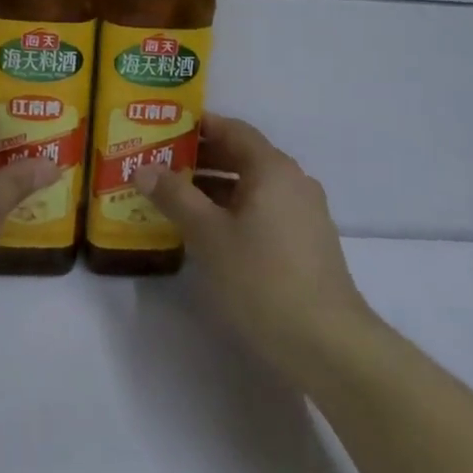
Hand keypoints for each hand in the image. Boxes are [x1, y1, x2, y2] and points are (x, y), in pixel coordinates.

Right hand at [135, 115, 374, 380]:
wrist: (329, 346)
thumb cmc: (263, 279)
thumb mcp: (208, 235)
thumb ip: (175, 196)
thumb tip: (143, 169)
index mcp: (272, 168)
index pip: (232, 129)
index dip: (198, 127)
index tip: (163, 131)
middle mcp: (293, 181)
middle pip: (242, 157)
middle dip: (201, 160)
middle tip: (160, 167)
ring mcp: (304, 213)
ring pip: (252, 187)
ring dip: (215, 189)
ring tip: (175, 201)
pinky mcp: (307, 243)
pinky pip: (264, 211)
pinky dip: (234, 211)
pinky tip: (209, 234)